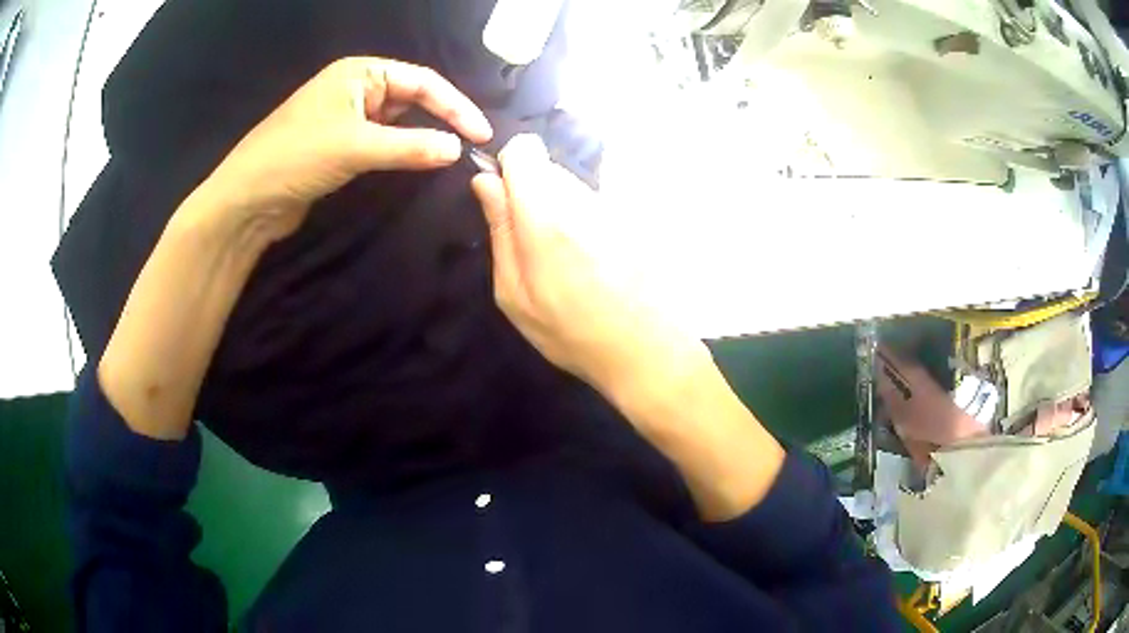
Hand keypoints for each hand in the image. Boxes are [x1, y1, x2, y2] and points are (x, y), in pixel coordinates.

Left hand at [198, 57, 492, 241]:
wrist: (246, 201)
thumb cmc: (296, 158)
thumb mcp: (355, 147)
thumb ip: (410, 146)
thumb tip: (458, 149)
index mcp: (360, 73)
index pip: (421, 82)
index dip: (455, 106)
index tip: (482, 133)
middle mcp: (356, 88)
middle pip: (411, 98)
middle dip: (441, 119)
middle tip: (472, 145)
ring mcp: (346, 117)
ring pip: (397, 123)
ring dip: (421, 137)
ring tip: (452, 155)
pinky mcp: (340, 145)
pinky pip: (381, 143)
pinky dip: (400, 152)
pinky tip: (418, 163)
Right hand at [472, 135, 709, 396]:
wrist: (643, 349)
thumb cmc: (569, 332)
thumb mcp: (514, 294)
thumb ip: (500, 229)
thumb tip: (486, 181)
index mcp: (546, 216)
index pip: (525, 149)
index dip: (510, 166)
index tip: (506, 199)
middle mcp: (582, 199)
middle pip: (547, 168)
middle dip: (532, 195)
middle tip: (534, 245)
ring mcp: (612, 206)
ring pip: (571, 186)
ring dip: (559, 210)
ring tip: (566, 260)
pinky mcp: (632, 217)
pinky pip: (594, 203)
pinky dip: (584, 222)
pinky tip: (592, 261)